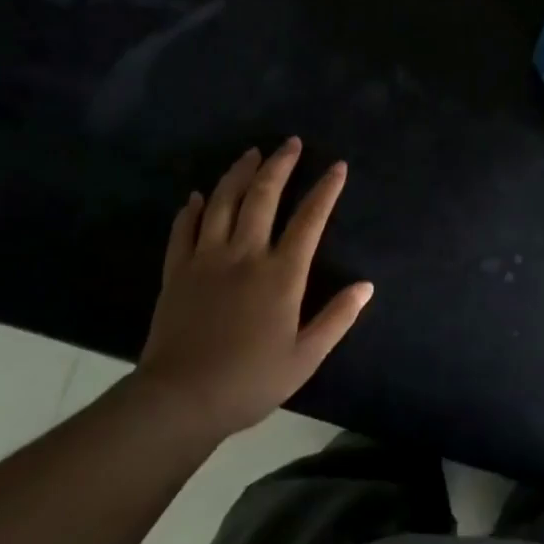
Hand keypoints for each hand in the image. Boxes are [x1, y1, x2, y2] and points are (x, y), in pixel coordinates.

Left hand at [134, 139, 372, 439]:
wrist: (180, 400)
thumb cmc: (249, 381)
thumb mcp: (304, 357)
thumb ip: (337, 318)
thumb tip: (366, 286)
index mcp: (280, 274)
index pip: (309, 220)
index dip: (326, 190)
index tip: (338, 166)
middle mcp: (245, 254)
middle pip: (263, 196)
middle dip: (280, 165)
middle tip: (291, 143)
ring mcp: (206, 259)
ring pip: (223, 202)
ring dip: (238, 173)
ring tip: (251, 153)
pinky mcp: (177, 271)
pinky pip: (184, 230)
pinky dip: (192, 209)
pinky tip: (197, 196)